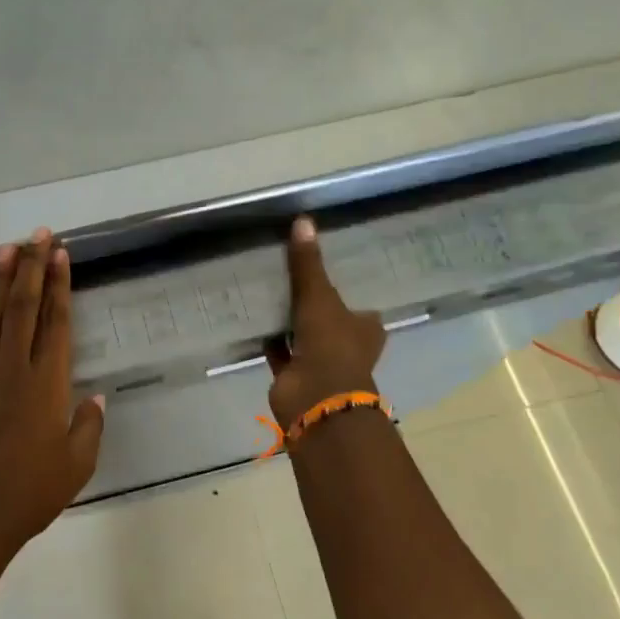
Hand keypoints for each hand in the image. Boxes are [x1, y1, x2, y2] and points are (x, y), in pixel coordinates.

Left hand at [0, 228, 106, 566]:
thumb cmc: (28, 496)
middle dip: (32, 268)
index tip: (61, 255)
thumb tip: (97, 397)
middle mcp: (11, 371)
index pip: (56, 323)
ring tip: (7, 249)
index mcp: (46, 386)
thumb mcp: (76, 466)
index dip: (60, 286)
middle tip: (38, 234)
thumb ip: (88, 426)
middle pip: (24, 309)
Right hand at [266, 217, 385, 425]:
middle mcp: (347, 344)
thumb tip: (303, 220)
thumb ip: (308, 264)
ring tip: (267, 288)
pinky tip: (253, 316)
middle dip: (311, 302)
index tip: (322, 266)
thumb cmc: (330, 345)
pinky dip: (269, 338)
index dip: (343, 286)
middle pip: (328, 316)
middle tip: (289, 272)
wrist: (315, 398)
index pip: (358, 301)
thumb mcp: (320, 297)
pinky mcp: (294, 374)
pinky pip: (279, 350)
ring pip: (302, 333)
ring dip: (288, 319)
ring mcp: (320, 361)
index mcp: (366, 327)